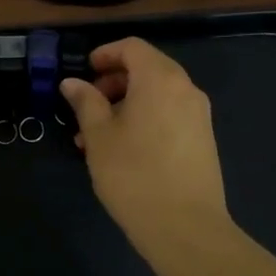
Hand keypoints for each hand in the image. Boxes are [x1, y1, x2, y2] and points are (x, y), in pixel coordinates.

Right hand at [61, 37, 229, 241]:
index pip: (132, 47)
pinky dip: (145, 118)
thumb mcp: (98, 136)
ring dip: (126, 104)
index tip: (84, 72)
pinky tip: (122, 149)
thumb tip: (72, 82)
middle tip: (86, 106)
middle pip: (147, 68)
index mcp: (160, 79)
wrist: (185, 228)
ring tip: (96, 135)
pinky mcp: (203, 140)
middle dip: (113, 81)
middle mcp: (185, 89)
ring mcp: (199, 115)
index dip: (105, 53)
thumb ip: (85, 102)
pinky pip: (169, 114)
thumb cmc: (133, 174)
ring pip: (157, 94)